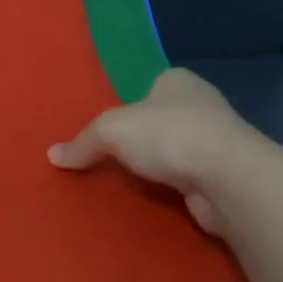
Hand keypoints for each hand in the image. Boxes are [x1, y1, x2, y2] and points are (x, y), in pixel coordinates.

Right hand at [48, 68, 265, 234]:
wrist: (230, 180)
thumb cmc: (169, 135)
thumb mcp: (110, 130)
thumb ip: (82, 142)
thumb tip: (53, 156)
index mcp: (177, 81)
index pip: (148, 87)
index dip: (128, 105)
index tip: (109, 128)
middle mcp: (202, 106)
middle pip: (160, 120)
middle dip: (141, 138)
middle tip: (110, 157)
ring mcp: (218, 142)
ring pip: (175, 151)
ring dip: (159, 166)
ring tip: (127, 183)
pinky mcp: (224, 176)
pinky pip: (188, 180)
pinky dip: (173, 189)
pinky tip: (155, 199)